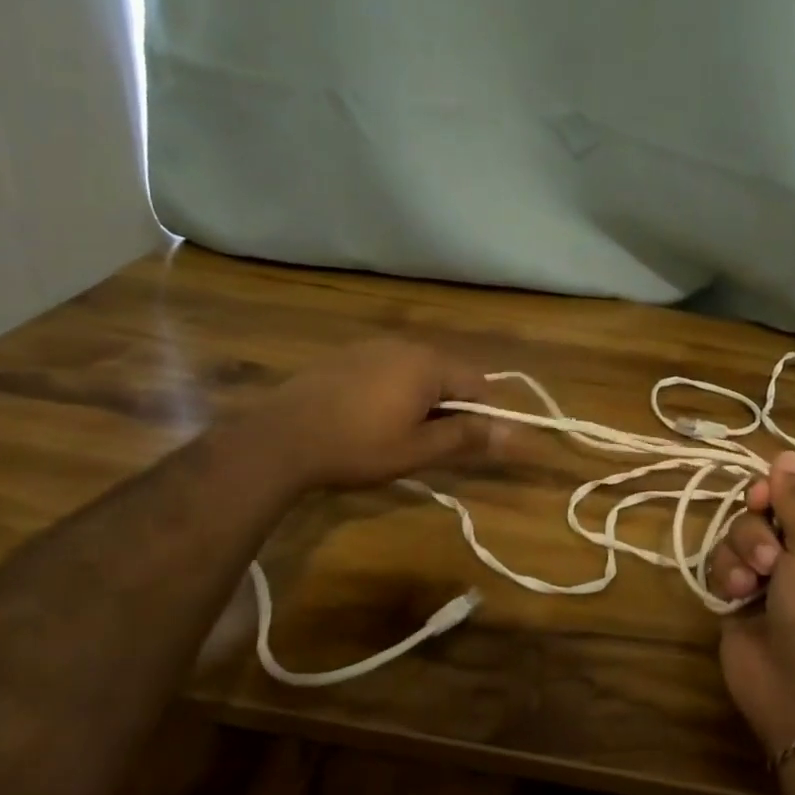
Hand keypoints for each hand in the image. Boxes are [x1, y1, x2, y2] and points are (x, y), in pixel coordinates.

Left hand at [260, 339, 506, 490]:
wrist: (279, 440)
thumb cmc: (357, 447)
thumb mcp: (418, 449)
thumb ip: (467, 437)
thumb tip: (515, 434)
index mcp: (428, 364)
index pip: (479, 383)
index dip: (483, 415)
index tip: (468, 445)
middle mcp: (404, 345)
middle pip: (448, 374)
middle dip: (450, 407)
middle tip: (431, 444)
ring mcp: (371, 347)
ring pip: (416, 372)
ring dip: (421, 400)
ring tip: (398, 434)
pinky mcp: (345, 356)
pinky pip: (387, 370)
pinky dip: (392, 392)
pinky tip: (369, 418)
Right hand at [709, 451, 794, 754]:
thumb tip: (787, 453)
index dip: (776, 492)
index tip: (762, 498)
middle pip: (759, 515)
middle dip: (755, 529)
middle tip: (767, 556)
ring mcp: (765, 581)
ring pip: (735, 538)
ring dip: (739, 553)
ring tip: (751, 583)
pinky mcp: (736, 602)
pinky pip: (720, 568)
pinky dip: (725, 576)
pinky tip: (735, 596)